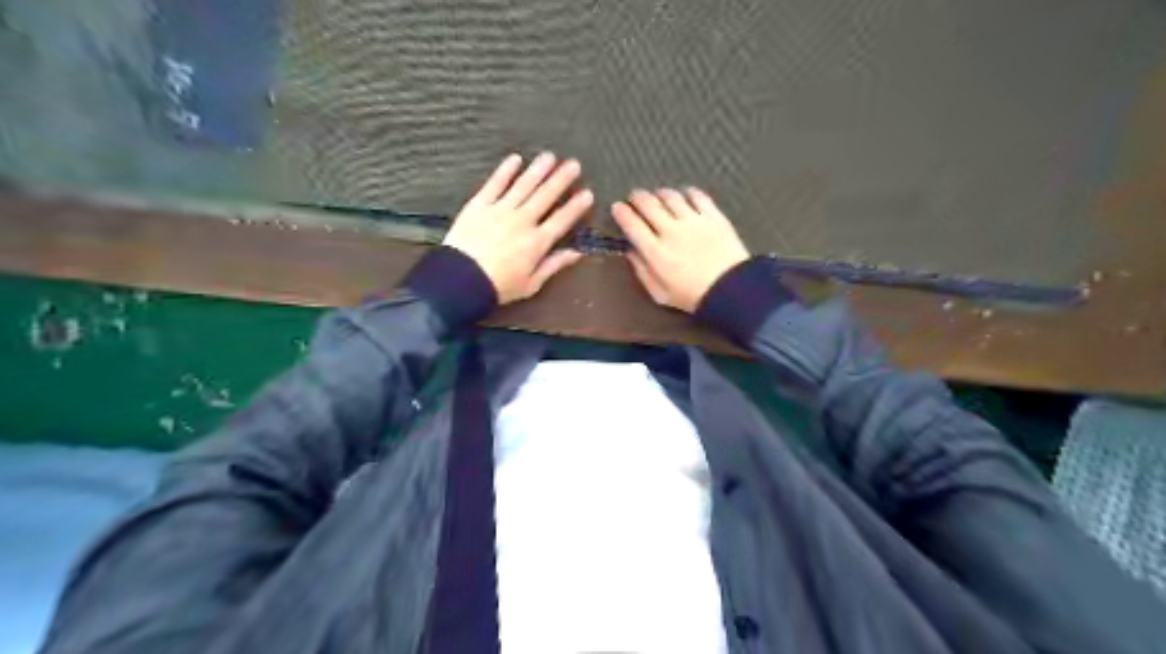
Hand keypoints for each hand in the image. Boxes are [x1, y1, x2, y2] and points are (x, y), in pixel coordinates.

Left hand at [445, 151, 596, 303]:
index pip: (562, 219)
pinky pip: (495, 184)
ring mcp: (500, 210)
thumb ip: (554, 265)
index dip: (576, 206)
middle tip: (574, 164)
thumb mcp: (531, 284)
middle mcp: (522, 221)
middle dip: (561, 179)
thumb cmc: (498, 286)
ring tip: (550, 156)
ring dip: (538, 169)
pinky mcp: (479, 205)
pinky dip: (505, 170)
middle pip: (546, 196)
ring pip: (524, 185)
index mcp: (537, 242)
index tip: (588, 193)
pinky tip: (516, 159)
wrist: (460, 280)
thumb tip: (577, 253)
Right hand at [614, 186, 751, 310]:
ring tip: (658, 195)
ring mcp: (693, 220)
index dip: (622, 213)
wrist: (732, 289)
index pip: (632, 224)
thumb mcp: (660, 293)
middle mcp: (671, 231)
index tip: (617, 207)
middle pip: (649, 204)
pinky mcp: (713, 216)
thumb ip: (642, 271)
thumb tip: (630, 251)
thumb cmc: (692, 296)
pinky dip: (687, 192)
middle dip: (637, 197)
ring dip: (660, 193)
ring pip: (671, 196)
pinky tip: (685, 195)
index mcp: (655, 252)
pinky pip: (697, 196)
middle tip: (634, 197)